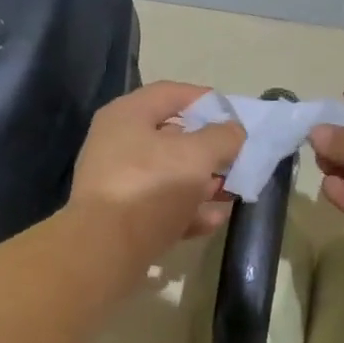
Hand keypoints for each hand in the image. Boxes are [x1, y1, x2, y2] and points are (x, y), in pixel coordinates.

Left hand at [68, 82, 245, 275]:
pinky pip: (161, 207)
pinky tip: (214, 220)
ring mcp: (118, 182)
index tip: (235, 116)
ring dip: (202, 184)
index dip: (205, 100)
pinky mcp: (122, 218)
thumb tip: (233, 131)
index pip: (171, 93)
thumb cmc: (151, 187)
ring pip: (168, 175)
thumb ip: (221, 137)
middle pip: (171, 137)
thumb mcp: (196, 155)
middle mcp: (117, 143)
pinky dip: (187, 211)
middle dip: (208, 149)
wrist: (106, 249)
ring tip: (232, 193)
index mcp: (127, 115)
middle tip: (237, 159)